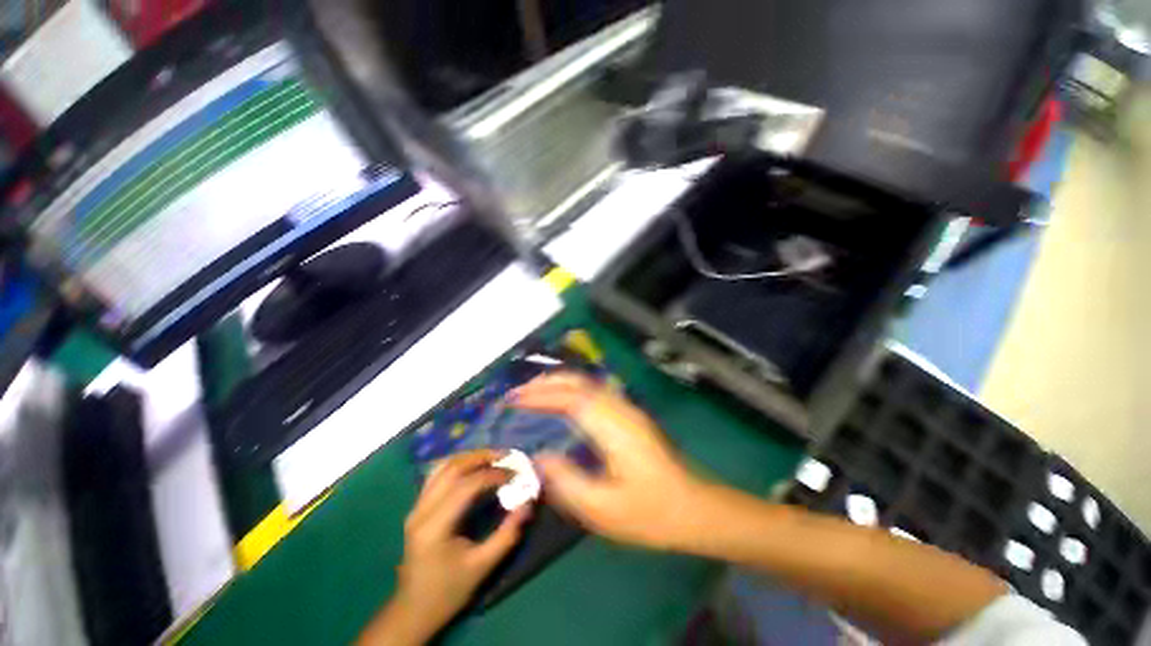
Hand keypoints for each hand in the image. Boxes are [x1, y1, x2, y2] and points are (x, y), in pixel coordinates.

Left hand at [361, 451, 530, 644]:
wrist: (413, 611)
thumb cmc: (448, 591)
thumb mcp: (483, 567)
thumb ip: (508, 534)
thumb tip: (528, 503)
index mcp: (435, 526)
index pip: (467, 486)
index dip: (494, 475)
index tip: (516, 473)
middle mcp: (421, 510)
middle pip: (453, 468)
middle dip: (483, 457)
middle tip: (507, 456)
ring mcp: (416, 506)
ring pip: (443, 466)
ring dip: (470, 457)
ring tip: (493, 457)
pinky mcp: (417, 507)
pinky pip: (437, 474)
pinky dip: (458, 464)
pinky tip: (473, 466)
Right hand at [510, 372, 709, 549]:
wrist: (696, 508)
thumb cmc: (651, 513)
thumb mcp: (604, 509)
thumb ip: (566, 481)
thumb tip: (538, 457)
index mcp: (614, 427)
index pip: (571, 398)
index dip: (540, 395)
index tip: (513, 400)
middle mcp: (621, 409)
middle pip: (580, 382)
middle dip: (547, 383)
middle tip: (517, 394)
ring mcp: (628, 409)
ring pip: (588, 383)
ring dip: (559, 383)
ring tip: (533, 394)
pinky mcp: (631, 415)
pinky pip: (595, 392)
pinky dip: (573, 390)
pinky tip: (562, 403)